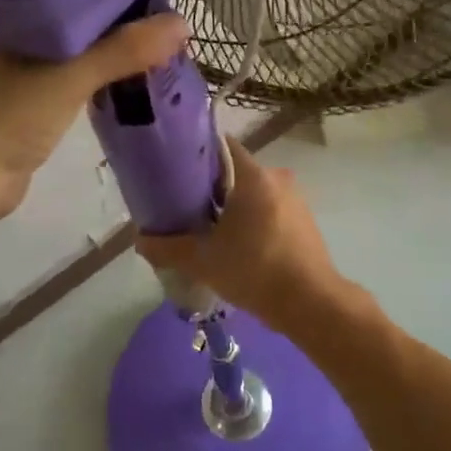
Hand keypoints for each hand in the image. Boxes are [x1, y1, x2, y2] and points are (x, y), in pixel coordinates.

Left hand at [0, 14, 188, 223]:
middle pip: (79, 16)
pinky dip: (102, 74)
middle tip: (168, 8)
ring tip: (159, 37)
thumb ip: (123, 51)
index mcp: (14, 14)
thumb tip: (183, 24)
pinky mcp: (34, 100)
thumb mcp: (69, 78)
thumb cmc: (8, 118)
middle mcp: (17, 35)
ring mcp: (24, 70)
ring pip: (79, 49)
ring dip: (113, 48)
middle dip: (120, 16)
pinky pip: (77, 77)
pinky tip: (131, 73)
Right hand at [135, 140, 350, 333]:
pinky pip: (271, 211)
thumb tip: (139, 241)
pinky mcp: (305, 223)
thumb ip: (168, 247)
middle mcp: (277, 178)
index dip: (197, 154)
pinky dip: (254, 221)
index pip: (222, 146)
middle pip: (236, 172)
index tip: (177, 169)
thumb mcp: (202, 261)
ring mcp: (296, 200)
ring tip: (209, 230)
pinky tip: (238, 246)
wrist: (311, 304)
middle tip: (186, 207)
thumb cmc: (254, 270)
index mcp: (254, 176)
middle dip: (212, 187)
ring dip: (234, 207)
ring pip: (255, 193)